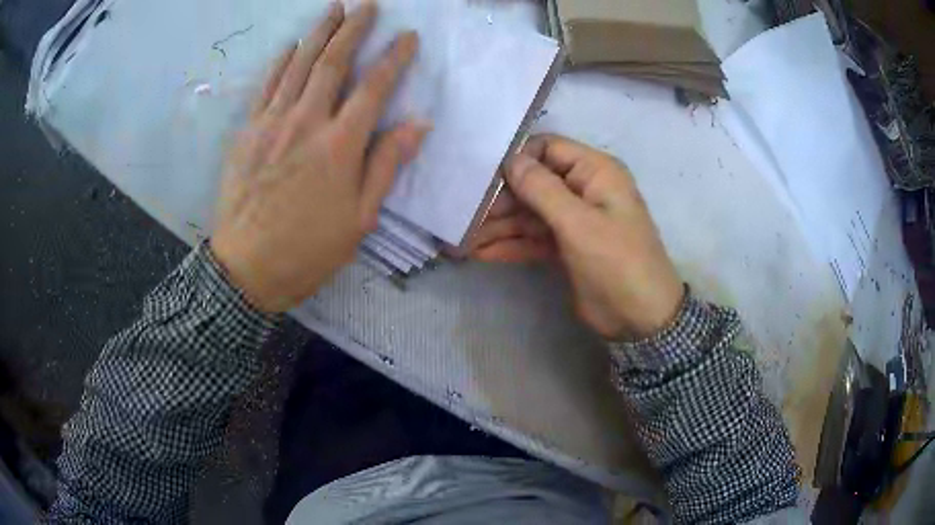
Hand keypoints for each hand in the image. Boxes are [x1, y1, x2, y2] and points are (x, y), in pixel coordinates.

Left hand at [211, 2, 428, 312]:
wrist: (246, 269)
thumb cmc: (308, 250)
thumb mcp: (359, 219)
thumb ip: (386, 165)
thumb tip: (418, 123)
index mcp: (339, 146)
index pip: (373, 87)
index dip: (393, 58)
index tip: (408, 37)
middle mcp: (306, 123)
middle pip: (332, 63)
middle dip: (353, 29)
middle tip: (367, 5)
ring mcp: (271, 124)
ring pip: (297, 66)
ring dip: (318, 34)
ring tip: (334, 9)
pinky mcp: (247, 133)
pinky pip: (266, 87)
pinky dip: (280, 63)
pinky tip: (289, 47)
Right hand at [472, 135, 684, 339]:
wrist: (641, 319)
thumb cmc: (617, 262)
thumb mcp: (579, 223)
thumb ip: (542, 189)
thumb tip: (510, 159)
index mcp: (595, 172)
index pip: (547, 149)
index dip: (516, 159)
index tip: (482, 176)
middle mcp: (583, 190)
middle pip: (533, 183)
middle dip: (500, 199)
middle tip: (463, 214)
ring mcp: (573, 220)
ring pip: (529, 214)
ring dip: (498, 225)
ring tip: (462, 238)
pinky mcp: (566, 247)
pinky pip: (532, 239)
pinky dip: (509, 245)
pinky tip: (479, 253)